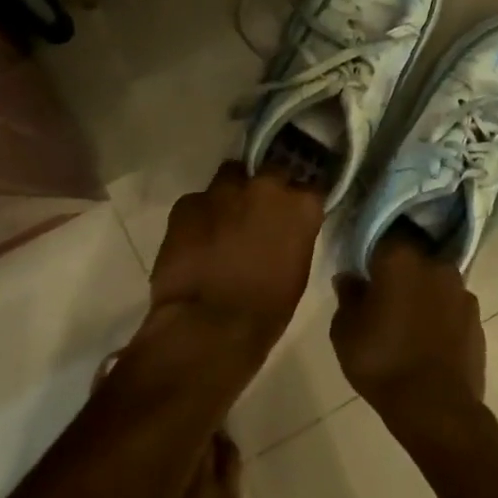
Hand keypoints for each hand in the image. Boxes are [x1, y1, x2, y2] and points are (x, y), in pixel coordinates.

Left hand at [146, 162, 324, 360]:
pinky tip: (194, 241)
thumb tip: (284, 230)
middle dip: (266, 189)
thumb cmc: (265, 310)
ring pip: (230, 178)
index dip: (299, 199)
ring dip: (230, 196)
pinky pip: (197, 202)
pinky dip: (199, 216)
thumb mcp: (297, 271)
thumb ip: (294, 236)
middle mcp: (265, 187)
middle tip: (258, 214)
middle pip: (271, 172)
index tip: (294, 211)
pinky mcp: (187, 203)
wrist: (208, 326)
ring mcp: (223, 191)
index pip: (310, 187)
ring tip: (223, 223)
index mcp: (300, 206)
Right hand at [331, 236, 484, 419]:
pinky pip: (451, 306)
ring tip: (407, 319)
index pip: (383, 235)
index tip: (363, 266)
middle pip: (413, 256)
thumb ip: (347, 296)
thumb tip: (351, 278)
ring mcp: (461, 290)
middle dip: (399, 270)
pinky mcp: (477, 317)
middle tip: (383, 293)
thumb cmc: (382, 362)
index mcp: (400, 257)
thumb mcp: (345, 331)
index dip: (371, 250)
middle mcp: (435, 263)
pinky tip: (428, 337)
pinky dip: (440, 315)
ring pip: (434, 281)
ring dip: (422, 292)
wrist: (436, 408)